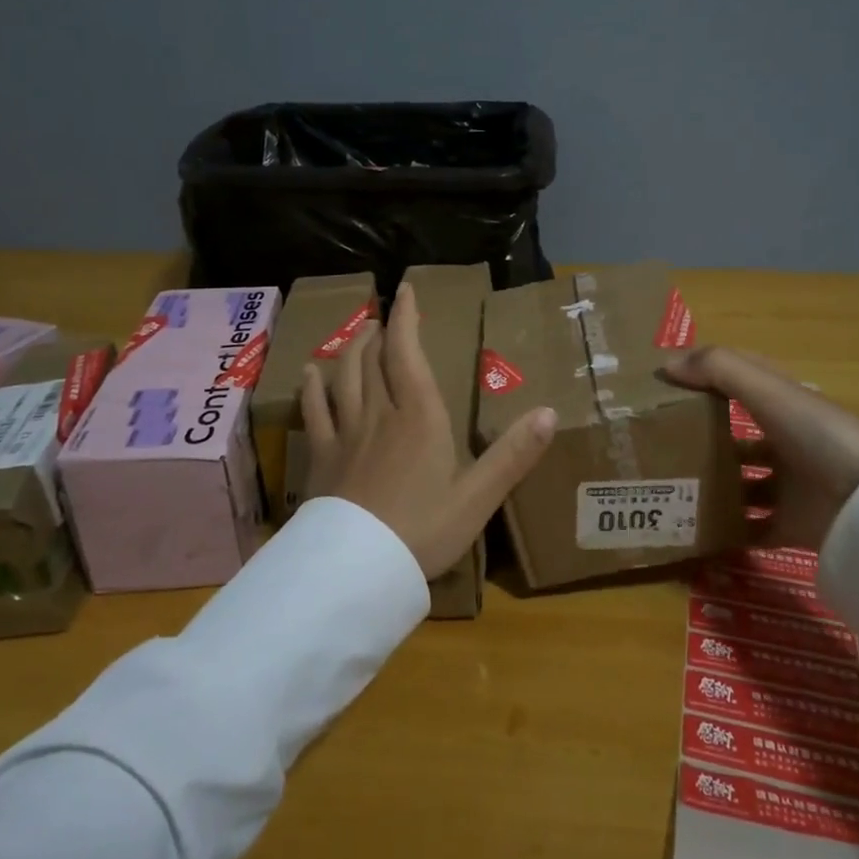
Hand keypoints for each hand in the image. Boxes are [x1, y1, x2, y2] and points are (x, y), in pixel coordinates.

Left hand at [300, 282, 558, 578]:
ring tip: (357, 335)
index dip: (406, 318)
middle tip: (383, 319)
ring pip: (344, 377)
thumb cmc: (424, 530)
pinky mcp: (322, 456)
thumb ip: (514, 454)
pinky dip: (312, 387)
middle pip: (373, 359)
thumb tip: (549, 412)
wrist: (358, 569)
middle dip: (379, 332)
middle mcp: (380, 413)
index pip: (407, 352)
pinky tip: (310, 374)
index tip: (405, 290)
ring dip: (351, 350)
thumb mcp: (478, 496)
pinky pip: (314, 411)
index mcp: (420, 416)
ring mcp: (346, 433)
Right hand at [660, 346, 858, 551]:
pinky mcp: (794, 525)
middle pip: (738, 436)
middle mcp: (788, 441)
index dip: (707, 379)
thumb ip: (717, 369)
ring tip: (669, 490)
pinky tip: (696, 532)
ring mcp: (792, 486)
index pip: (741, 383)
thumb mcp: (768, 391)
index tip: (666, 387)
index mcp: (786, 405)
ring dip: (712, 486)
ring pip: (742, 483)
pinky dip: (729, 532)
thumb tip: (665, 365)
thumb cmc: (819, 435)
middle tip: (657, 446)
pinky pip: (754, 528)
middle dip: (702, 439)